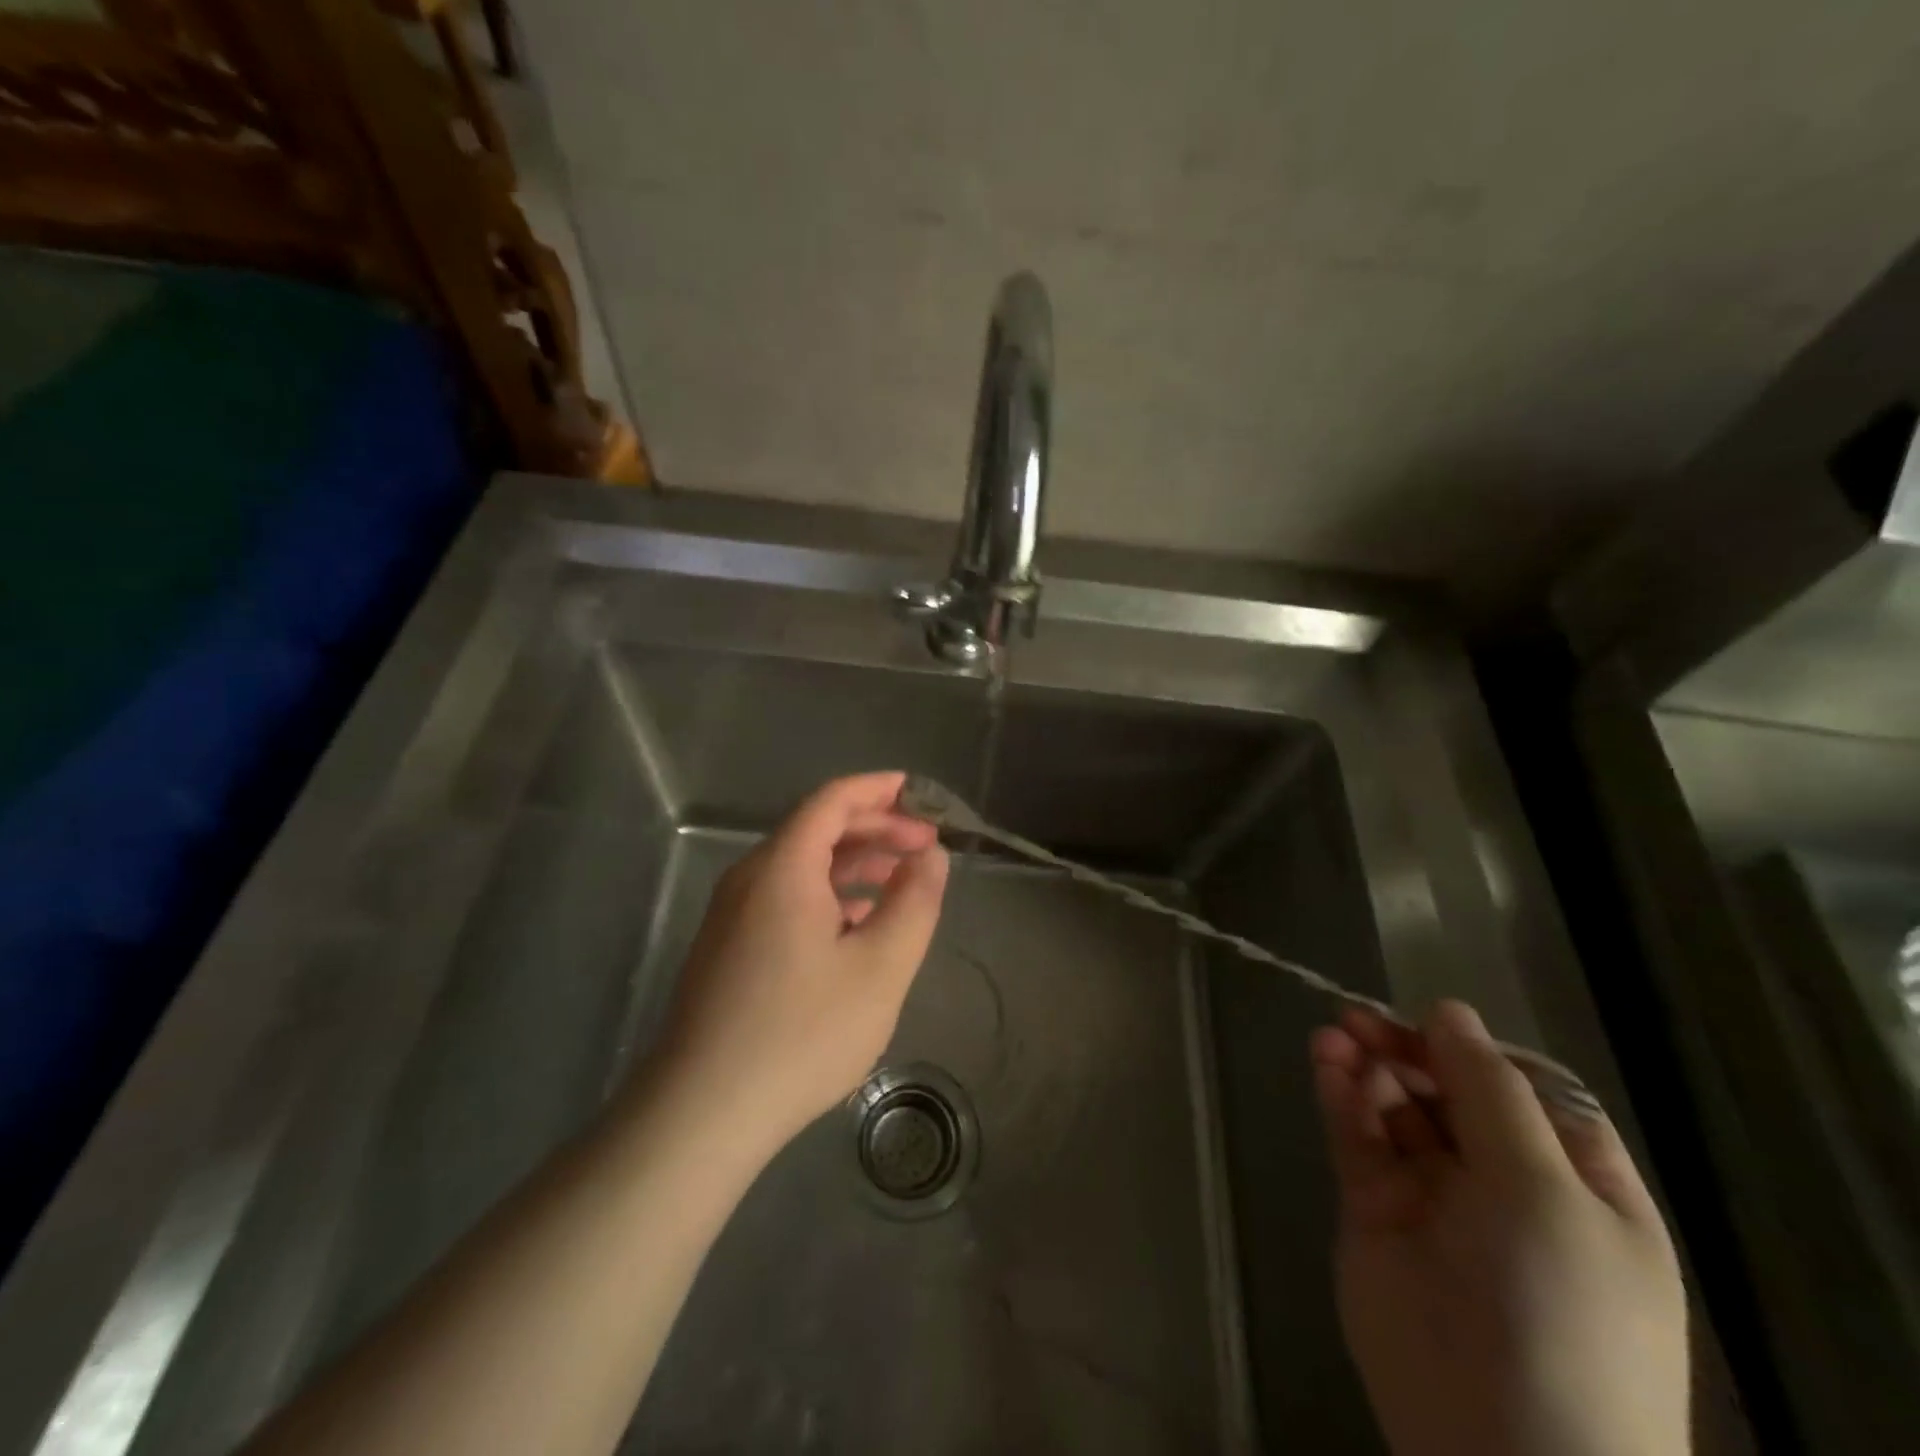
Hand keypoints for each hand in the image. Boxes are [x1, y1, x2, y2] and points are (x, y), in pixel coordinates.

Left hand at [646, 771, 949, 1156]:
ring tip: (902, 882)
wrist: (703, 1112)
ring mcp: (733, 915)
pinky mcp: (729, 948)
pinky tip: (858, 926)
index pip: (832, 800)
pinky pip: (786, 898)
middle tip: (925, 847)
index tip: (922, 795)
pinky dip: (829, 895)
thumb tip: (929, 856)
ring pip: (802, 866)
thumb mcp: (881, 967)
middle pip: (817, 829)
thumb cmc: (801, 1033)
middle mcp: (750, 878)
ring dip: (855, 863)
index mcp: (782, 867)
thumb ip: (913, 902)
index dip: (879, 790)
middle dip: (876, 829)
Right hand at [1311, 1001, 1688, 1455]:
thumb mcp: (1544, 1190)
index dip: (1473, 1050)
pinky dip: (1341, 1097)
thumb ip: (1491, 1092)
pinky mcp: (1376, 1210)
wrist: (1499, 1448)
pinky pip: (1359, 1139)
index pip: (1523, 1090)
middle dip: (1407, 1050)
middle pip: (1449, 1092)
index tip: (1428, 1022)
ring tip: (1334, 1035)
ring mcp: (1435, 1198)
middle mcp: (1505, 1184)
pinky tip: (1325, 1064)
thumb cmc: (1557, 1310)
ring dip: (1368, 1066)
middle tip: (1358, 1019)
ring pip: (1397, 1109)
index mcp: (1575, 1183)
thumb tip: (1449, 1011)